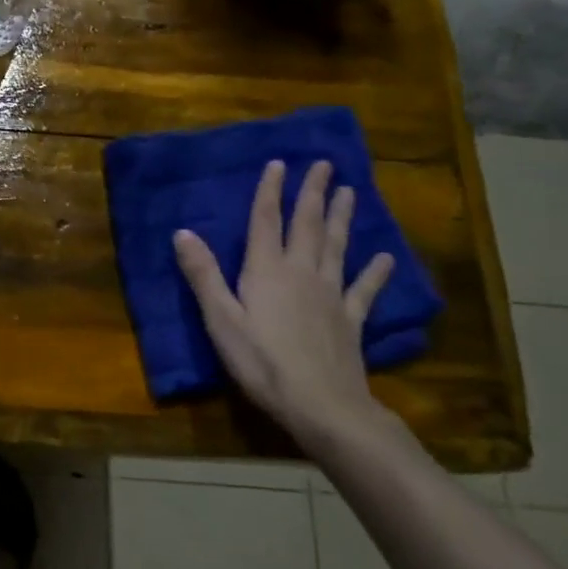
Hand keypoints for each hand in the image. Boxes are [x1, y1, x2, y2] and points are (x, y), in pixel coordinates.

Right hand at [173, 159, 395, 452]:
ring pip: (336, 247)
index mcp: (266, 270)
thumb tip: (182, 232)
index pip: (266, 220)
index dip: (271, 191)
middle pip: (307, 225)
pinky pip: (364, 289)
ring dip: (342, 217)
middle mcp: (301, 272)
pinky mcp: (351, 320)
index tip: (279, 163)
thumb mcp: (220, 319)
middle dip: (313, 193)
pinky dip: (375, 271)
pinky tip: (385, 258)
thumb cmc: (261, 362)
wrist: (321, 405)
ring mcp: (331, 295)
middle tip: (324, 164)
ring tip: (349, 192)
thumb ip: (203, 274)